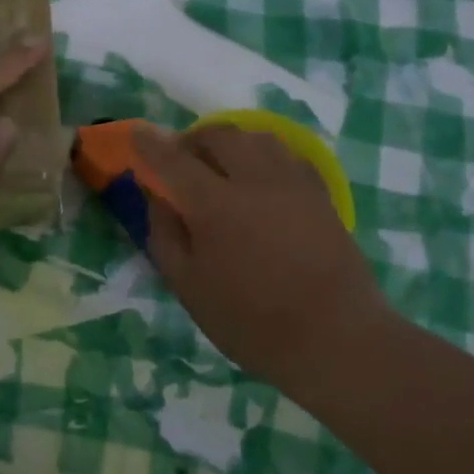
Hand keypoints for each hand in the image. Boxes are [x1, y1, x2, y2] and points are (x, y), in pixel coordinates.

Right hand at [134, 124, 391, 390]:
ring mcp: (292, 183)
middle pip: (218, 135)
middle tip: (181, 162)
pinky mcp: (320, 193)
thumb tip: (157, 197)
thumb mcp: (189, 287)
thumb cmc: (252, 322)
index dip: (150, 144)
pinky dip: (264, 154)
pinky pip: (286, 154)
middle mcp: (254, 180)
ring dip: (230, 142)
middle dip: (193, 140)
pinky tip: (260, 177)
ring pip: (256, 137)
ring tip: (221, 165)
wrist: (336, 339)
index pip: (172, 159)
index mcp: (215, 205)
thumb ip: (165, 235)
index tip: (137, 134)